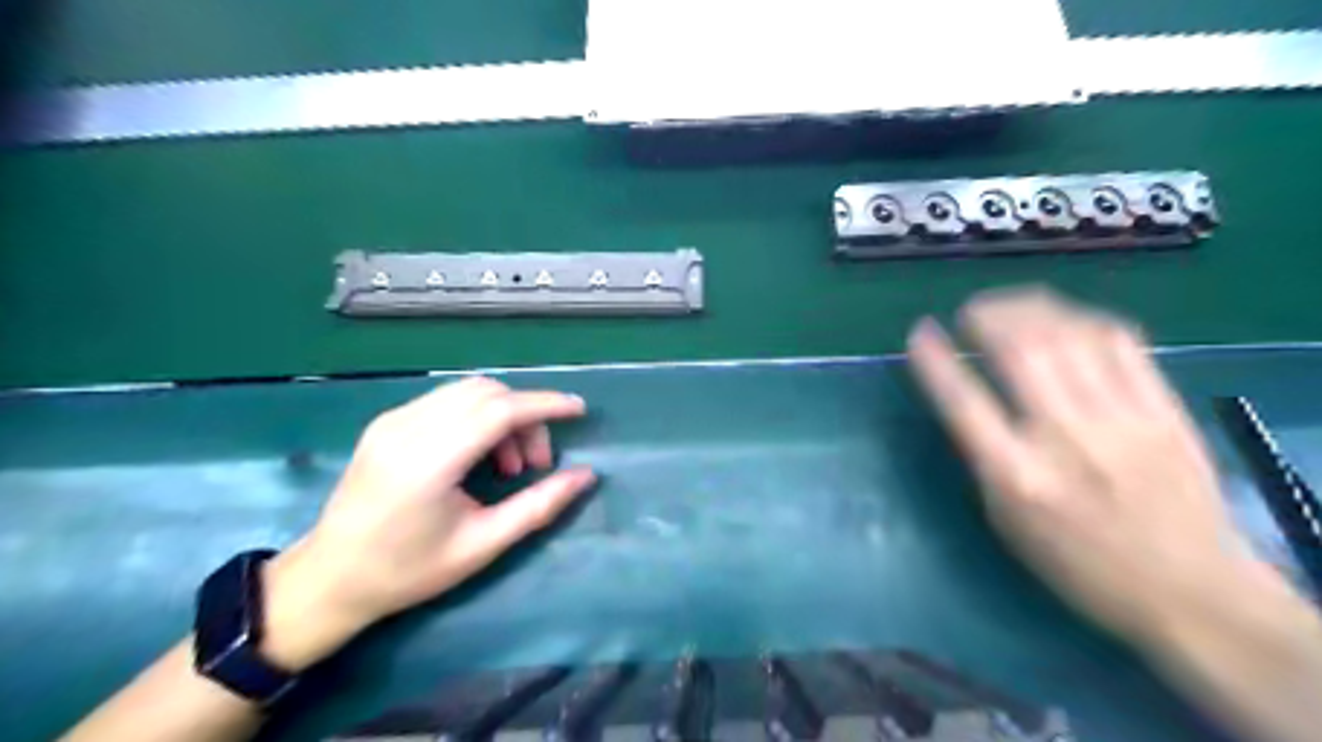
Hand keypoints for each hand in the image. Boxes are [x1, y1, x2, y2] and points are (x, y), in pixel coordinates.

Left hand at [252, 376, 592, 671]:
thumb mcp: (482, 545)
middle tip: (536, 464)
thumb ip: (538, 506)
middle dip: (526, 416)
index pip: (500, 410)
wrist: (328, 578)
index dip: (545, 405)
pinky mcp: (387, 422)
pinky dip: (478, 417)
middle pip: (488, 392)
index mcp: (429, 461)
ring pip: (469, 391)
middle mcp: (408, 428)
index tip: (579, 410)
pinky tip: (479, 454)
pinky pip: (448, 401)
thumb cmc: (408, 571)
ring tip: (508, 465)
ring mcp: (393, 420)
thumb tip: (586, 476)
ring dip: (503, 416)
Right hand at [911, 287, 1258, 647]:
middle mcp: (1066, 440)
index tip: (919, 332)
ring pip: (1069, 336)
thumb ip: (985, 456)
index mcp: (1017, 477)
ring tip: (1008, 306)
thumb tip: (967, 398)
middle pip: (1021, 351)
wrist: (1191, 592)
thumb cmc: (1078, 564)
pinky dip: (1081, 319)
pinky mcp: (1165, 410)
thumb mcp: (1006, 520)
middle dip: (986, 316)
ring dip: (1028, 309)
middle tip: (970, 312)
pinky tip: (1063, 319)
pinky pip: (1120, 342)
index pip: (963, 402)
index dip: (934, 360)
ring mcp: (1121, 420)